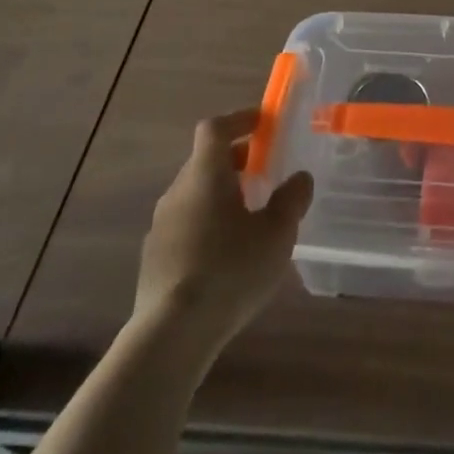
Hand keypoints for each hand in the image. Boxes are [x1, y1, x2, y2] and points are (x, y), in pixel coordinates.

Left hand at [134, 108, 313, 348]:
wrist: (171, 335)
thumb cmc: (230, 270)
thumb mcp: (277, 234)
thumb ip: (291, 200)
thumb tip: (299, 178)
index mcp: (205, 175)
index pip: (215, 128)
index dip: (238, 119)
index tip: (262, 122)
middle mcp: (178, 192)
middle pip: (204, 161)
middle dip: (234, 159)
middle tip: (263, 168)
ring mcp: (161, 226)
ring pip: (194, 194)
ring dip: (220, 193)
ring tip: (249, 214)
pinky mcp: (154, 259)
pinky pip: (185, 224)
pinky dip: (207, 223)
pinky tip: (227, 252)